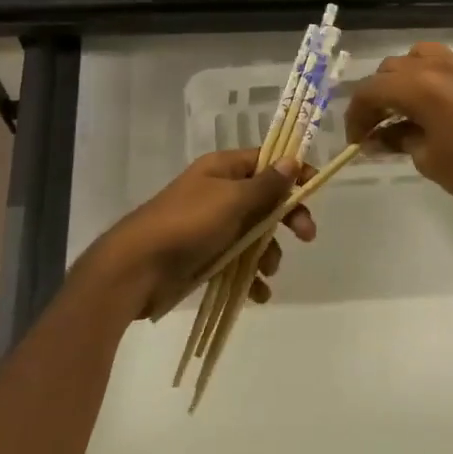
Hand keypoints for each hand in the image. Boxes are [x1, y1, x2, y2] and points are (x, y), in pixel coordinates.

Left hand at [76, 148, 316, 318]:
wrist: (136, 268)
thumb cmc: (187, 225)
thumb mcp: (231, 201)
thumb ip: (265, 185)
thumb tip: (292, 159)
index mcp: (222, 170)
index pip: (265, 161)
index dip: (292, 172)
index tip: (315, 188)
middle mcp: (219, 193)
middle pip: (265, 200)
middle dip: (286, 218)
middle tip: (306, 236)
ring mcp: (212, 226)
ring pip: (254, 234)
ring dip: (268, 253)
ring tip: (267, 272)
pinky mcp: (206, 256)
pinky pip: (238, 262)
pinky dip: (250, 276)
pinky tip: (258, 294)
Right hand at [344, 42, 452, 216]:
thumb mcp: (426, 159)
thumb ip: (398, 140)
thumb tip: (378, 138)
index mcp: (418, 88)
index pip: (371, 91)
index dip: (356, 115)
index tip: (357, 139)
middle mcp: (439, 67)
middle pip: (392, 68)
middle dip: (379, 95)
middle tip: (378, 126)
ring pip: (424, 52)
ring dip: (409, 73)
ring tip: (410, 99)